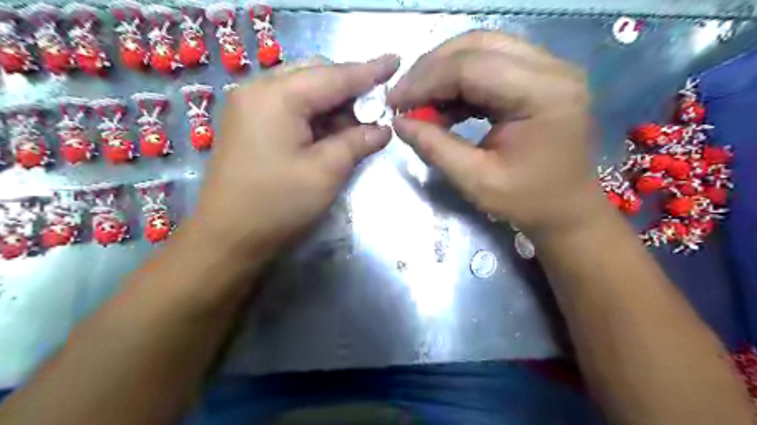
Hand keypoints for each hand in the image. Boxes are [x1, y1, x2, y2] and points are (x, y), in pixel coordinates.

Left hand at [187, 54, 400, 255]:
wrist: (228, 237)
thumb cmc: (278, 204)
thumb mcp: (326, 172)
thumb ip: (357, 142)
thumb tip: (383, 129)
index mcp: (276, 96)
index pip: (333, 76)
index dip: (369, 71)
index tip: (395, 62)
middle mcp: (258, 90)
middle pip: (315, 75)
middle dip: (349, 89)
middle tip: (376, 108)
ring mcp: (250, 106)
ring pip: (303, 90)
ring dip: (333, 105)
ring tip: (357, 125)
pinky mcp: (249, 124)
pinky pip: (290, 107)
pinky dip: (315, 116)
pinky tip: (331, 132)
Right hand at [390, 30, 606, 233]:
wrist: (568, 209)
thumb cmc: (528, 202)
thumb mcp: (476, 181)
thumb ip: (435, 147)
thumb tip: (400, 122)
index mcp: (542, 94)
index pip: (470, 67)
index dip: (425, 81)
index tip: (394, 103)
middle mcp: (551, 68)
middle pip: (477, 45)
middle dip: (431, 69)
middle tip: (404, 98)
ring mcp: (549, 68)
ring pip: (483, 48)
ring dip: (444, 71)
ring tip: (420, 101)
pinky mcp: (541, 76)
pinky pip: (491, 63)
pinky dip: (460, 80)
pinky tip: (445, 103)